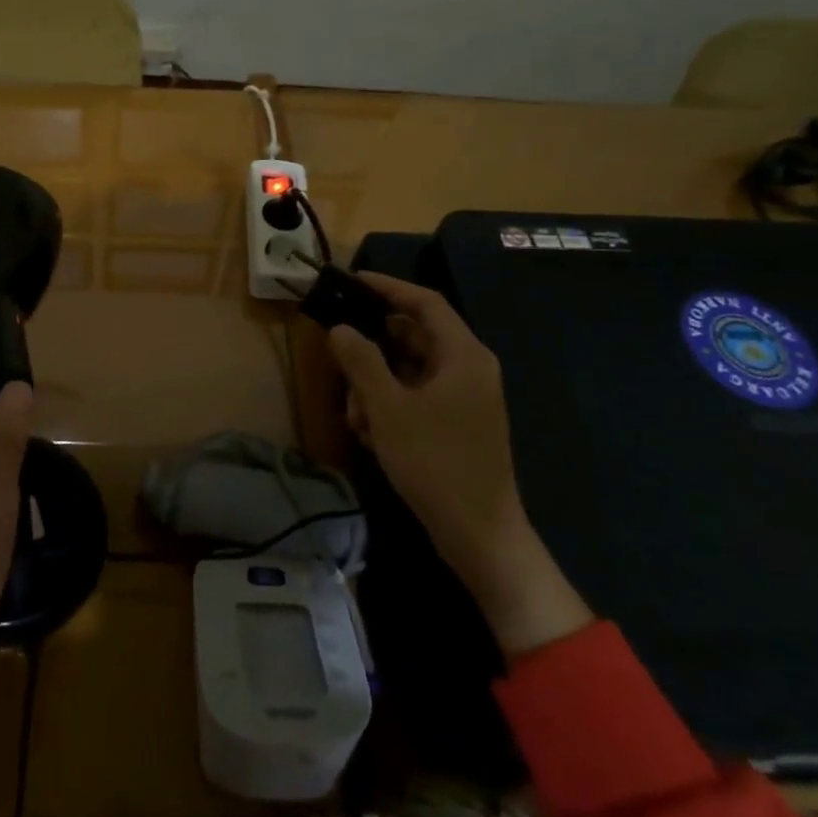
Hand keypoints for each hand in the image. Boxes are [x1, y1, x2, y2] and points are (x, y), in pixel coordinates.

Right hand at [328, 273, 591, 660]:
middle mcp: (468, 369)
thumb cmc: (436, 462)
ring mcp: (464, 399)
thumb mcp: (388, 408)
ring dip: (375, 385)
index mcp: (464, 355)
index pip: (425, 302)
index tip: (352, 281)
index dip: (388, 287)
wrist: (479, 535)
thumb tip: (340, 328)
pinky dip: (390, 407)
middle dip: (372, 350)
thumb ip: (361, 361)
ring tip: (354, 415)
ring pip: (409, 371)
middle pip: (413, 337)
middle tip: (338, 356)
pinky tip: (370, 434)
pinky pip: (416, 397)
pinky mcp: (457, 424)